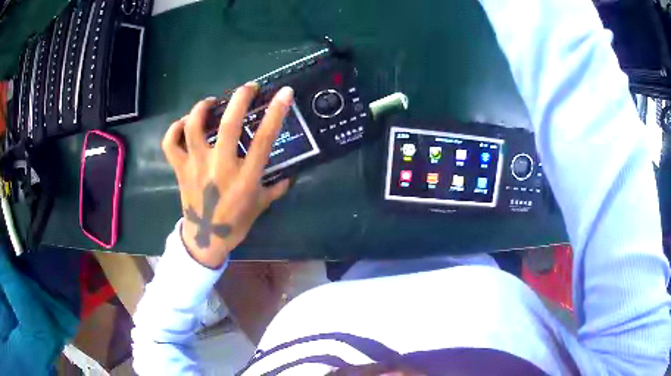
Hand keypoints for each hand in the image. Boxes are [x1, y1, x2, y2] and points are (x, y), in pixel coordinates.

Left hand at [162, 83, 292, 267]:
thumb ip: (277, 186)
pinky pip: (170, 143)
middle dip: (240, 99)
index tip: (284, 93)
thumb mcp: (262, 205)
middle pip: (227, 125)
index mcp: (244, 178)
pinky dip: (175, 128)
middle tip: (248, 88)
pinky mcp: (180, 169)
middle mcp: (219, 168)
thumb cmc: (235, 223)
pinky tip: (185, 123)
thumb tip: (291, 172)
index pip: (264, 139)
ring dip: (202, 107)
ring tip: (212, 102)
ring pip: (193, 127)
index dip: (276, 113)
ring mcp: (196, 167)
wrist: (205, 240)